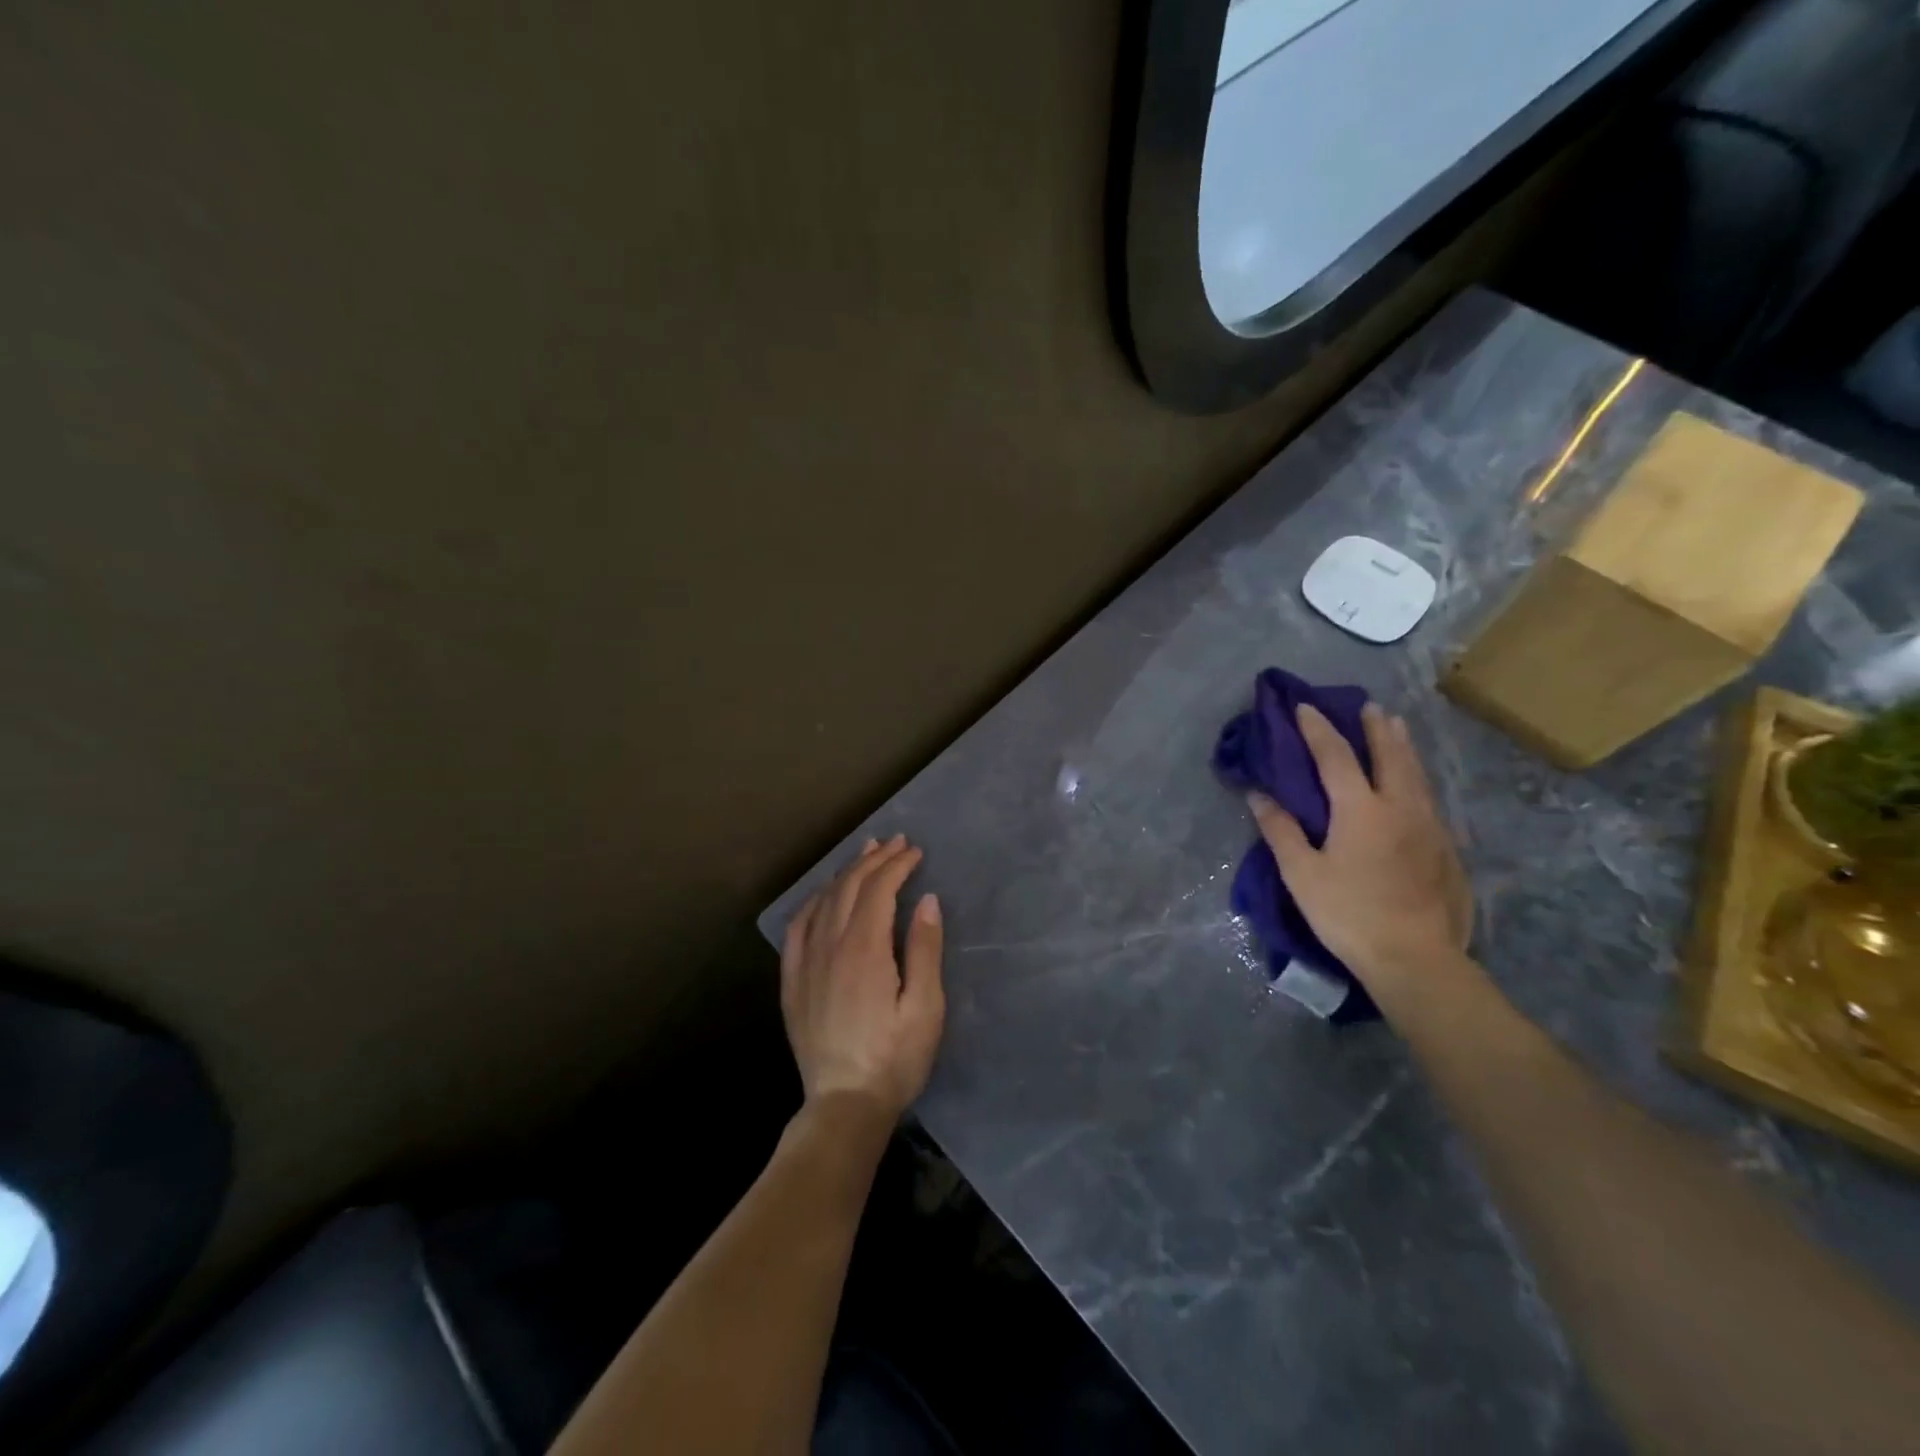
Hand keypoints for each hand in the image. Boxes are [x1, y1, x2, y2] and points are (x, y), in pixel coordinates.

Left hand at [781, 835, 945, 1120]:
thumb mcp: (925, 1007)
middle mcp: (830, 946)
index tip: (915, 852)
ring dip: (846, 873)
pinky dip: (813, 901)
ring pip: (823, 901)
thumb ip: (925, 949)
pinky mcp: (792, 981)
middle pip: (850, 887)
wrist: (844, 1103)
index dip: (897, 865)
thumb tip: (926, 900)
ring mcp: (806, 962)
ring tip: (864, 854)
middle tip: (895, 842)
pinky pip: (797, 927)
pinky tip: (823, 896)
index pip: (879, 889)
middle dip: (874, 859)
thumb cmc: (895, 1058)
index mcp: (865, 949)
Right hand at [1247, 703, 1472, 994]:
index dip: (1318, 729)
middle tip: (1368, 706)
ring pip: (1417, 774)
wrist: (1416, 958)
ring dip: (1403, 746)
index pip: (1336, 756)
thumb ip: (1281, 830)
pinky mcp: (1447, 849)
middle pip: (1390, 755)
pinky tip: (1414, 785)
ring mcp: (1430, 827)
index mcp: (1361, 809)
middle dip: (1376, 728)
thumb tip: (1258, 795)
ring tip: (1397, 728)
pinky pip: (1429, 798)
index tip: (1305, 707)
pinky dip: (1417, 778)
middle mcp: (1400, 807)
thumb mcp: (1302, 874)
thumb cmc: (1349, 914)